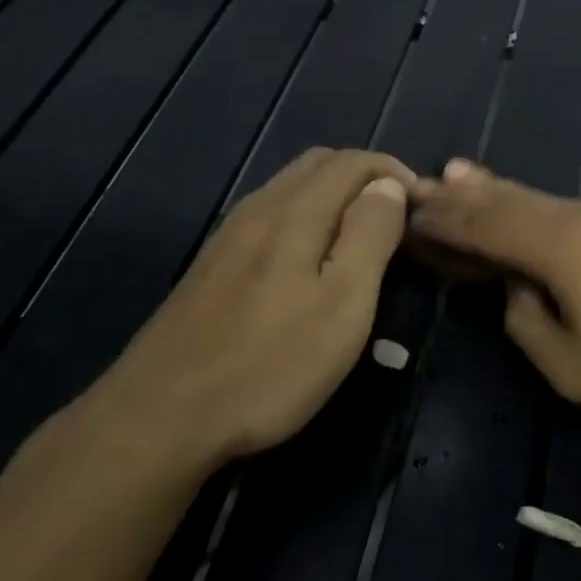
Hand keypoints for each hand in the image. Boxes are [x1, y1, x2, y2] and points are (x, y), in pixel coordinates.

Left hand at [85, 148, 414, 471]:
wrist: (159, 419)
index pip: (353, 161)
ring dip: (334, 197)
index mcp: (295, 211)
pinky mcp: (212, 266)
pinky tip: (310, 264)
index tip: (421, 208)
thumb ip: (370, 234)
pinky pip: (270, 217)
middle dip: (365, 178)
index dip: (393, 172)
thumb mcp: (343, 303)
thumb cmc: (270, 364)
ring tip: (361, 240)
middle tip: (395, 221)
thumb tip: (389, 185)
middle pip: (319, 164)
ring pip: (291, 189)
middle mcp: (259, 209)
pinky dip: (305, 218)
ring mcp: (229, 236)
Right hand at [408, 158, 580, 413]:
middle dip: (460, 195)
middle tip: (418, 183)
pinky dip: (523, 201)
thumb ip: (526, 321)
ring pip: (533, 196)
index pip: (486, 227)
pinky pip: (557, 205)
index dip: (446, 220)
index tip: (409, 211)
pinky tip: (515, 199)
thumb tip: (516, 288)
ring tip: (455, 174)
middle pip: (506, 200)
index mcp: (558, 247)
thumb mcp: (569, 365)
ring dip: (491, 189)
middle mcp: (576, 216)